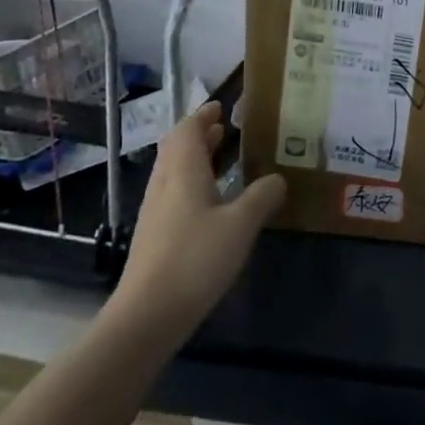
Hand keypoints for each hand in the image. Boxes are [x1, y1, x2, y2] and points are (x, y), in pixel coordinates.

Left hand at [114, 102, 284, 341]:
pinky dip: (192, 184)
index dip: (203, 116)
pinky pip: (174, 195)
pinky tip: (212, 204)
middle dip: (199, 135)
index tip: (221, 108)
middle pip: (176, 149)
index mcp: (183, 171)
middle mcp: (164, 184)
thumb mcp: (241, 224)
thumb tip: (277, 179)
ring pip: (174, 172)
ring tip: (222, 160)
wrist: (147, 316)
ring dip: (195, 160)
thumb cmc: (195, 258)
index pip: (187, 129)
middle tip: (225, 130)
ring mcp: (155, 212)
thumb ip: (262, 196)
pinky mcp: (154, 237)